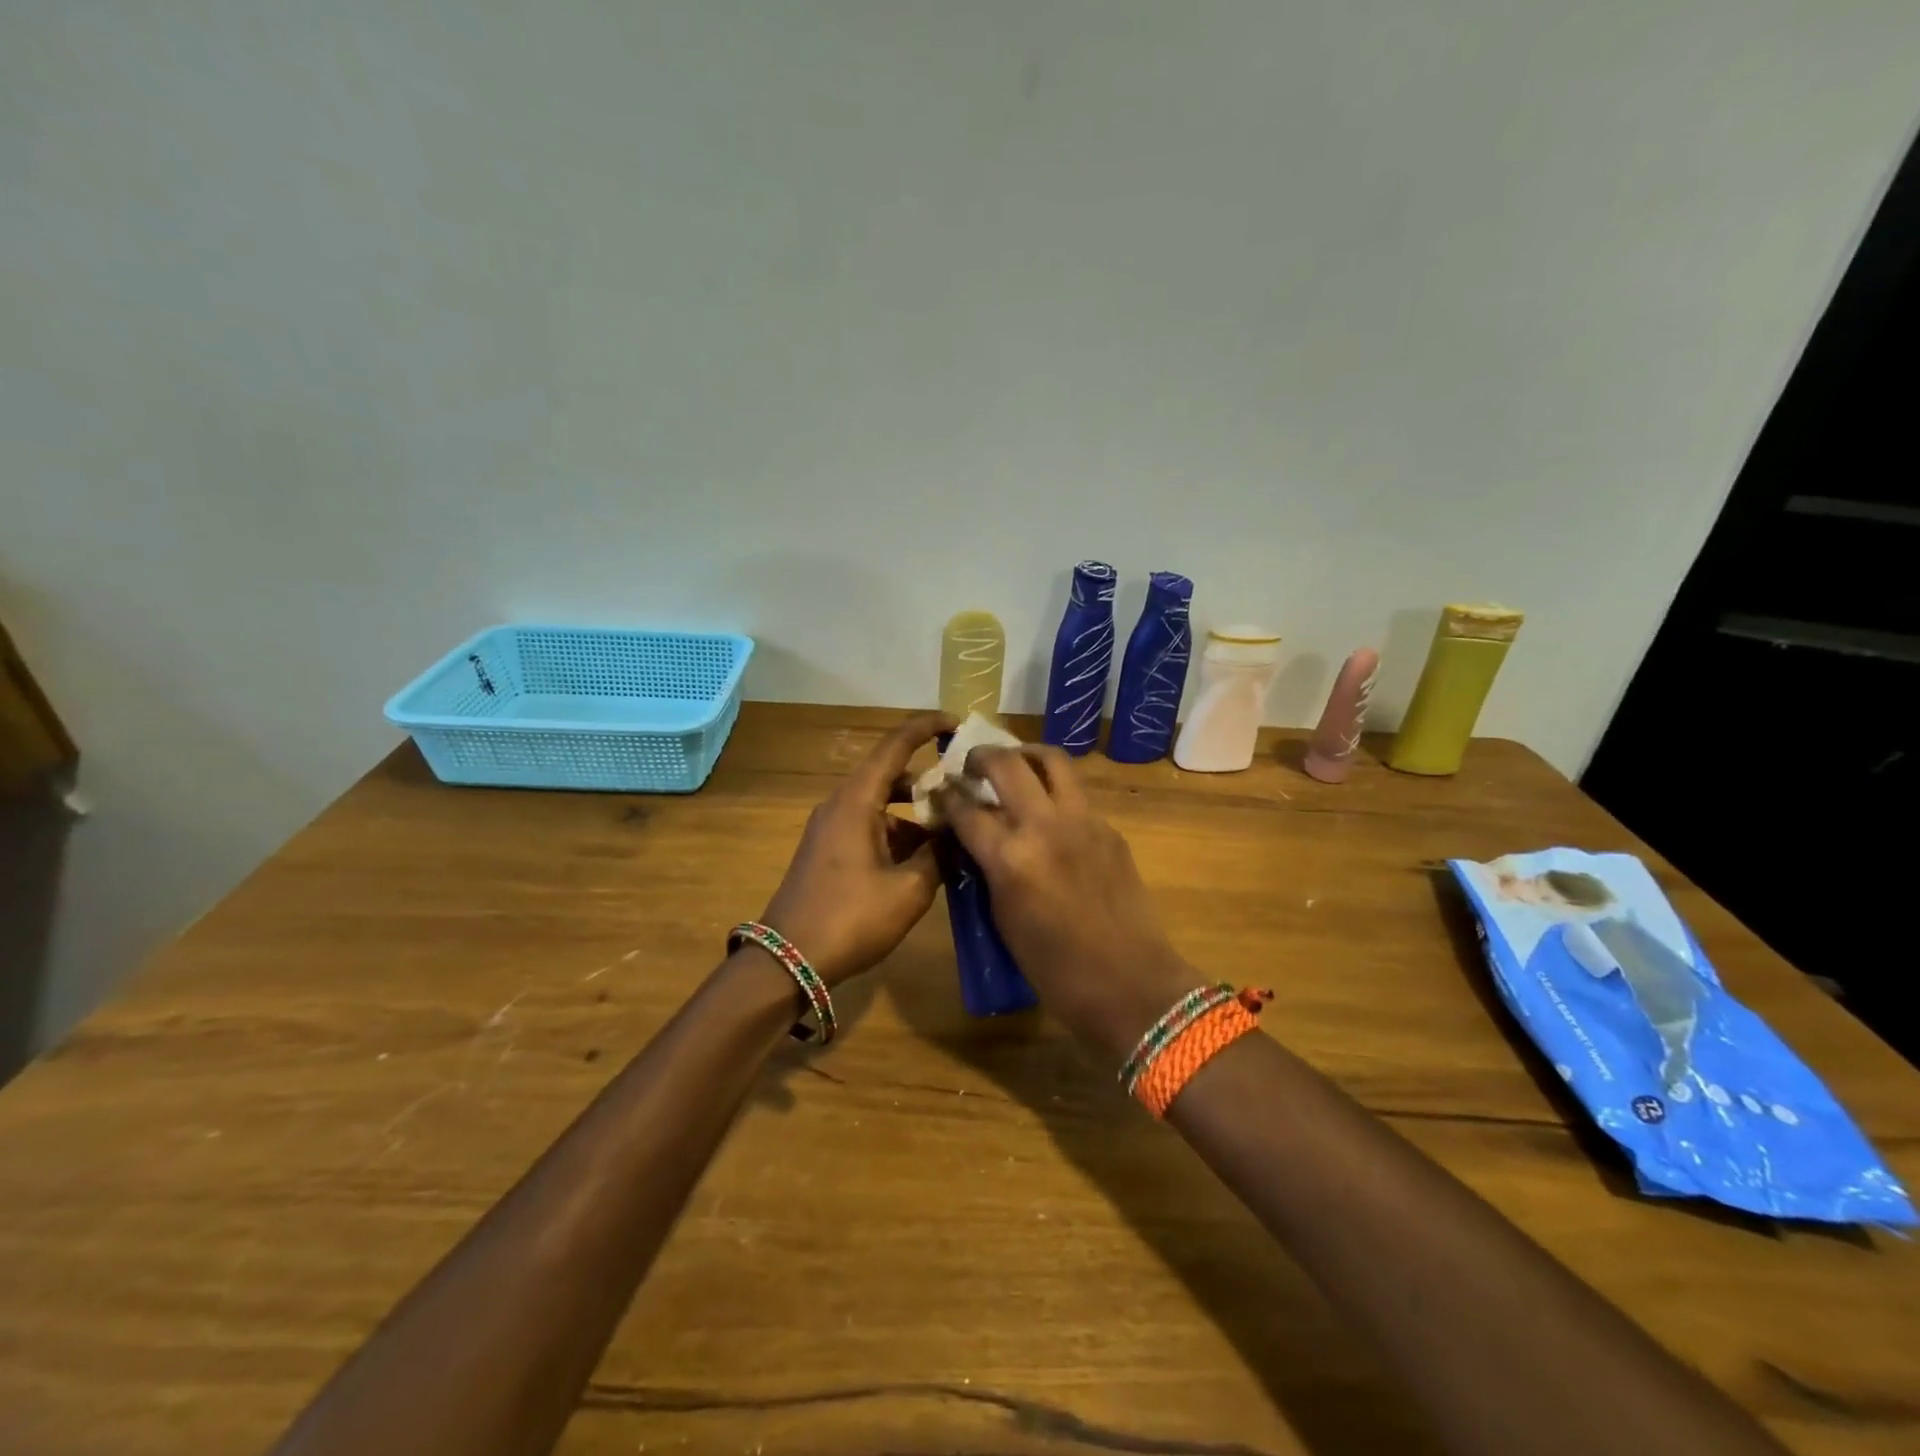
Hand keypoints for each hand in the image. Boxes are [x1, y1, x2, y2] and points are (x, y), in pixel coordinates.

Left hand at [758, 711, 953, 985]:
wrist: (788, 960)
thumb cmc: (851, 918)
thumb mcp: (909, 890)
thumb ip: (939, 856)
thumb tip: (959, 835)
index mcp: (857, 800)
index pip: (895, 745)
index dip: (926, 728)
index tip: (957, 723)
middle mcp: (841, 804)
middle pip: (890, 774)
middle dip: (930, 780)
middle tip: (967, 788)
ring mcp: (831, 828)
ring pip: (882, 805)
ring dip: (916, 813)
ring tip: (954, 832)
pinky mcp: (828, 850)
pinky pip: (870, 826)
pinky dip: (898, 833)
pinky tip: (925, 861)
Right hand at [937, 746, 1195, 1060]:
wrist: (1130, 983)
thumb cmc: (1055, 969)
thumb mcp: (1004, 920)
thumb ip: (988, 871)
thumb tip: (976, 842)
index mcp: (1010, 858)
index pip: (967, 809)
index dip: (947, 796)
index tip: (940, 790)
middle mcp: (1045, 826)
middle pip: (1007, 764)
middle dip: (982, 757)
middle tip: (972, 765)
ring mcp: (1083, 821)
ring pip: (1053, 761)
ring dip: (1026, 755)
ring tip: (1015, 764)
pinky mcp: (1109, 828)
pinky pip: (1077, 793)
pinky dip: (1056, 789)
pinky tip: (1049, 810)